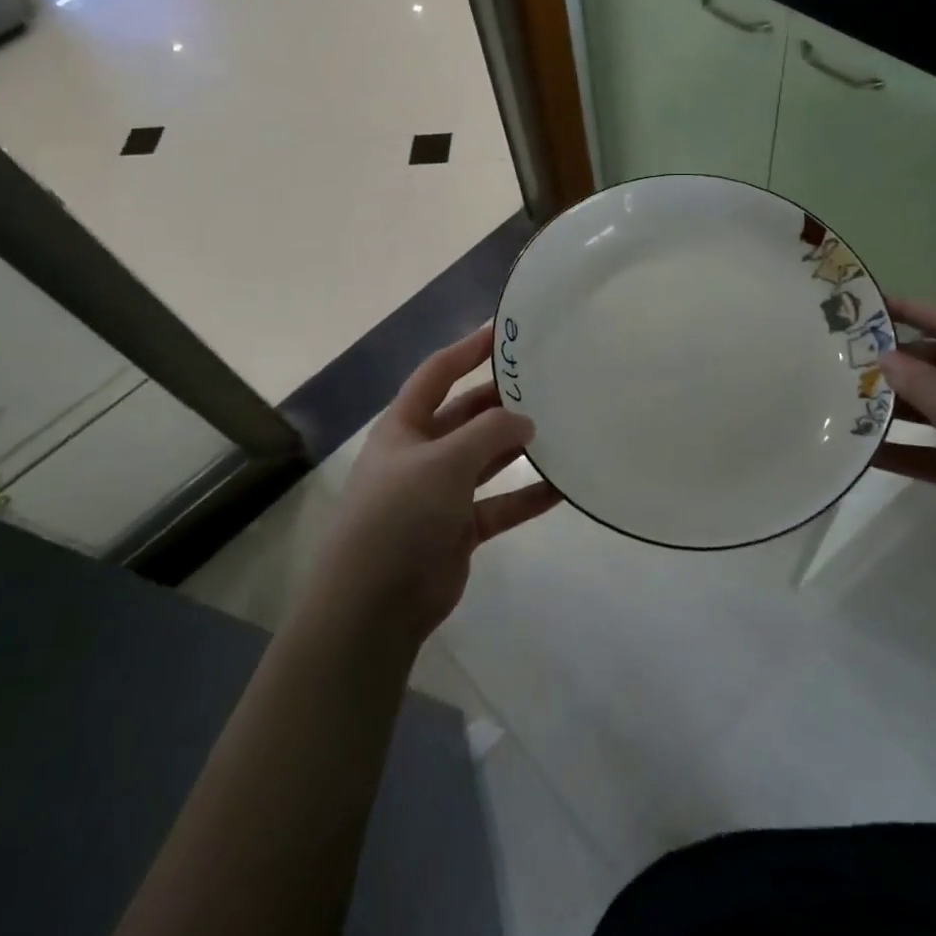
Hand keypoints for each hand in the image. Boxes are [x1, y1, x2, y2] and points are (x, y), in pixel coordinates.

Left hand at [310, 325, 560, 644]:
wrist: (373, 604)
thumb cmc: (400, 514)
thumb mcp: (443, 461)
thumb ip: (488, 433)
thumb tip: (526, 420)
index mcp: (404, 426)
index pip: (437, 373)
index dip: (468, 349)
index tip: (504, 332)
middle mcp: (421, 453)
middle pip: (466, 415)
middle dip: (501, 401)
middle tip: (546, 384)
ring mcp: (440, 492)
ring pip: (486, 459)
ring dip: (517, 447)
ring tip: (562, 428)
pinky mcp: (459, 528)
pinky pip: (499, 504)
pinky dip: (526, 496)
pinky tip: (562, 487)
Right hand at [872, 297, 935, 597]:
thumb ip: (924, 386)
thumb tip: (885, 355)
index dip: (912, 312)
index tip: (869, 304)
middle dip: (895, 365)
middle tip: (843, 362)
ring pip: (933, 409)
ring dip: (895, 408)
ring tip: (844, 402)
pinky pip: (933, 451)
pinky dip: (904, 450)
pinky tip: (863, 452)